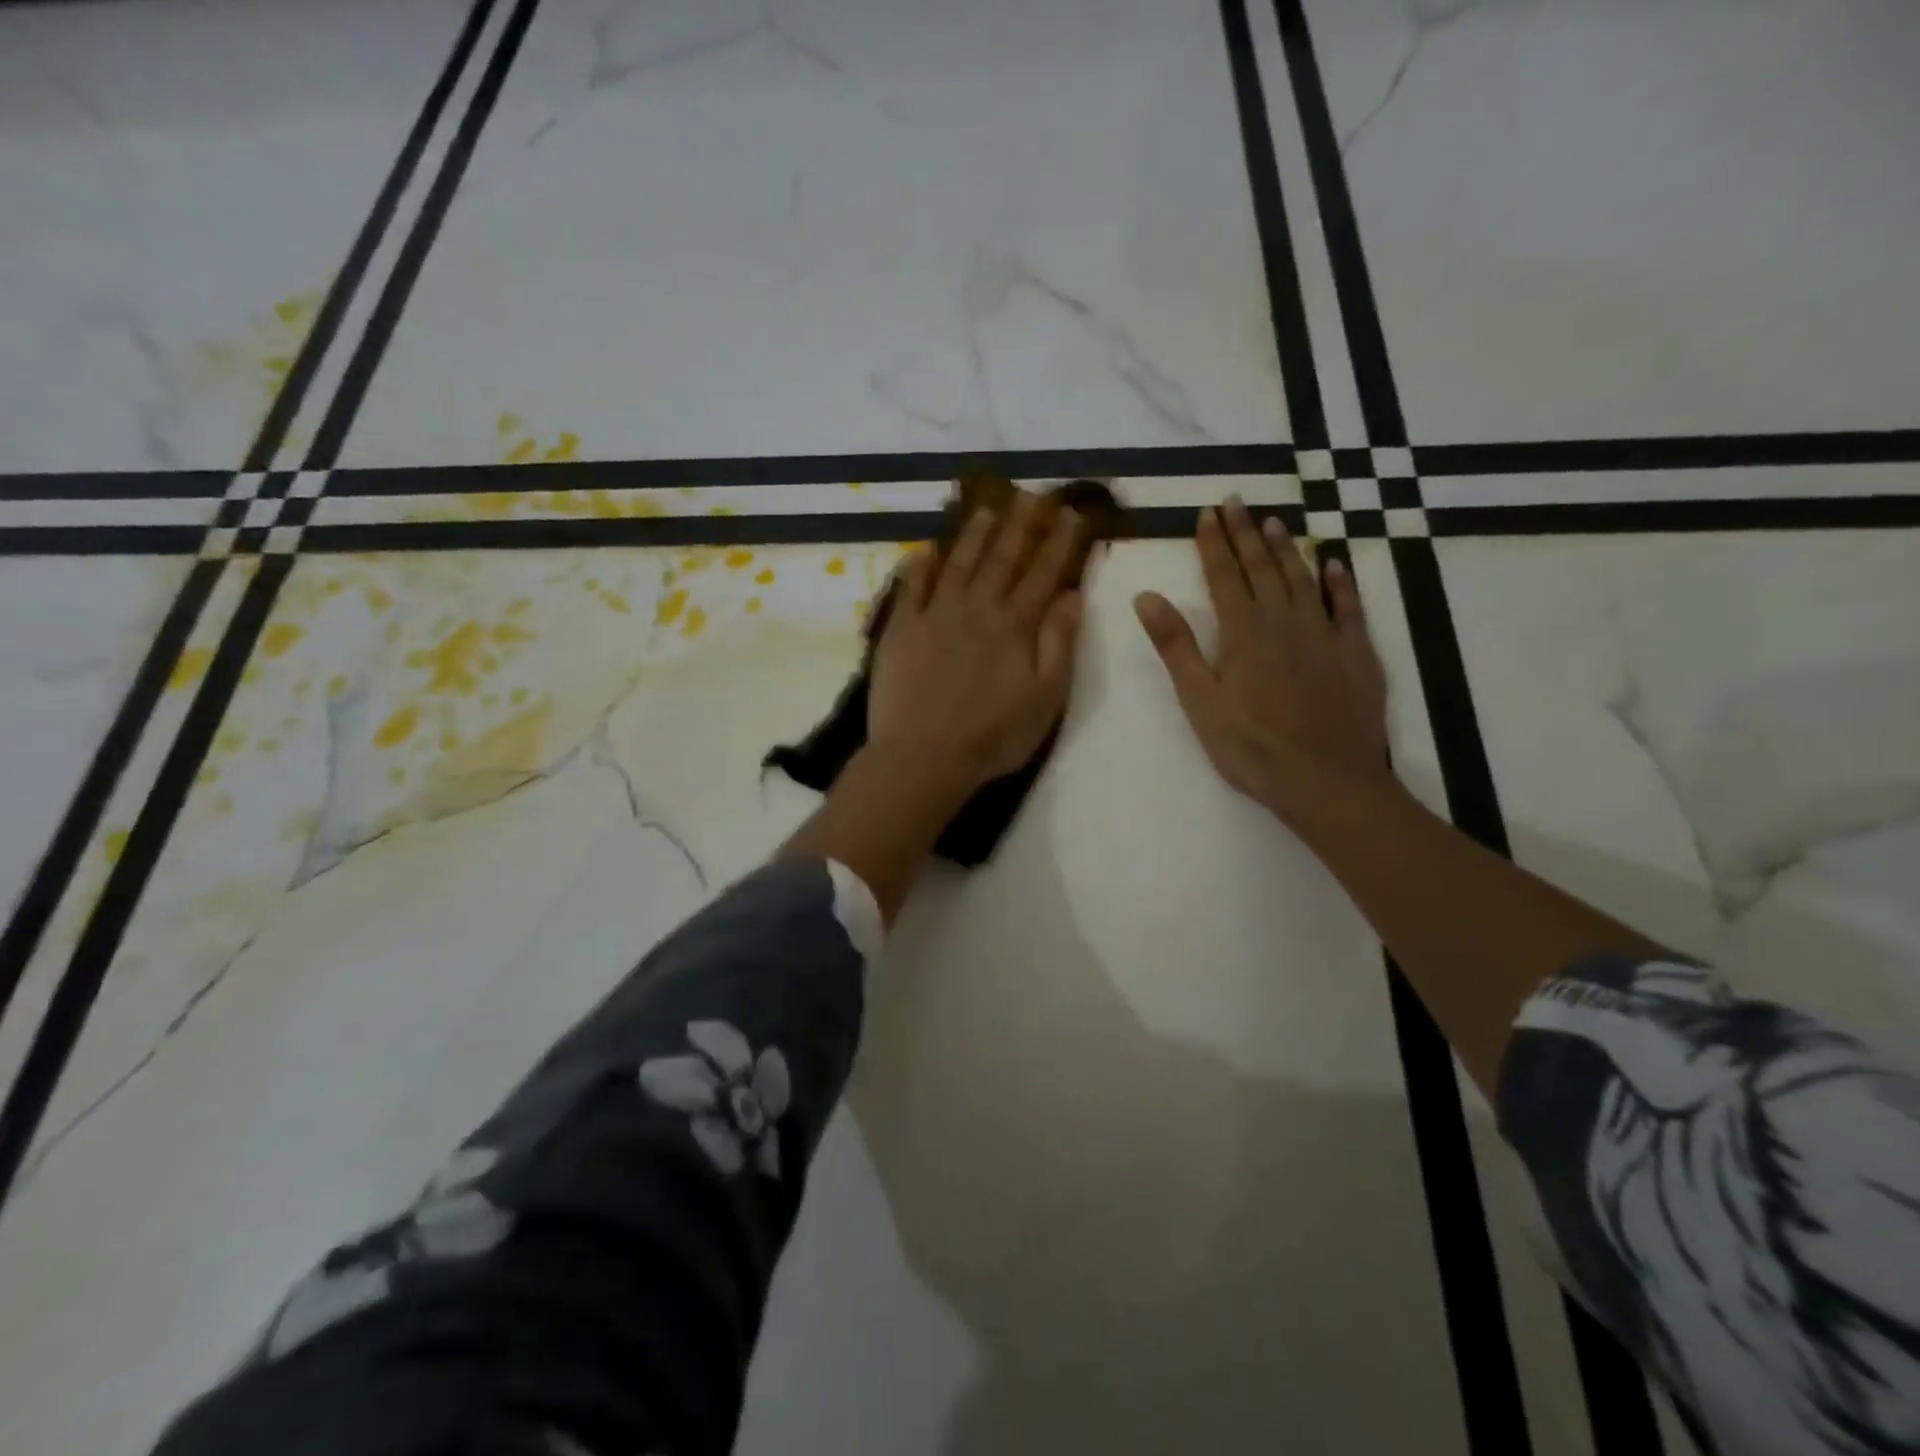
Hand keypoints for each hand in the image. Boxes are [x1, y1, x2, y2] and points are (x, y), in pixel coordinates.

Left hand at [870, 491, 1087, 794]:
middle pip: (1001, 558)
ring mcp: (934, 616)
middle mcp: (976, 608)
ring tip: (984, 509)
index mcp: (1015, 625)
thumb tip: (1073, 595)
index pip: (1043, 574)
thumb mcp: (1045, 698)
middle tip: (1030, 495)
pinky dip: (919, 566)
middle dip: (1019, 524)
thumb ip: (1059, 643)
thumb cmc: (994, 735)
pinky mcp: (901, 630)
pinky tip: (925, 549)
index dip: (1059, 542)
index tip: (1071, 513)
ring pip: (957, 564)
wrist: (924, 755)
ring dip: (973, 535)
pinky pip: (910, 588)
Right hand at [1134, 497, 1389, 822]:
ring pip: (1303, 578)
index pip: (1225, 576)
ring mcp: (1325, 634)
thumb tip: (1146, 596)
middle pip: (1263, 567)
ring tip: (1274, 521)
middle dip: (1246, 533)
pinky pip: (1348, 606)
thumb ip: (1175, 646)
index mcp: (1243, 632)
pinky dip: (1340, 581)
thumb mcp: (1199, 700)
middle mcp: (1285, 621)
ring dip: (1287, 548)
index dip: (1214, 543)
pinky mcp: (1356, 653)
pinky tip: (1335, 564)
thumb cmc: (1251, 746)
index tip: (1207, 513)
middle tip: (1237, 501)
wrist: (1326, 780)